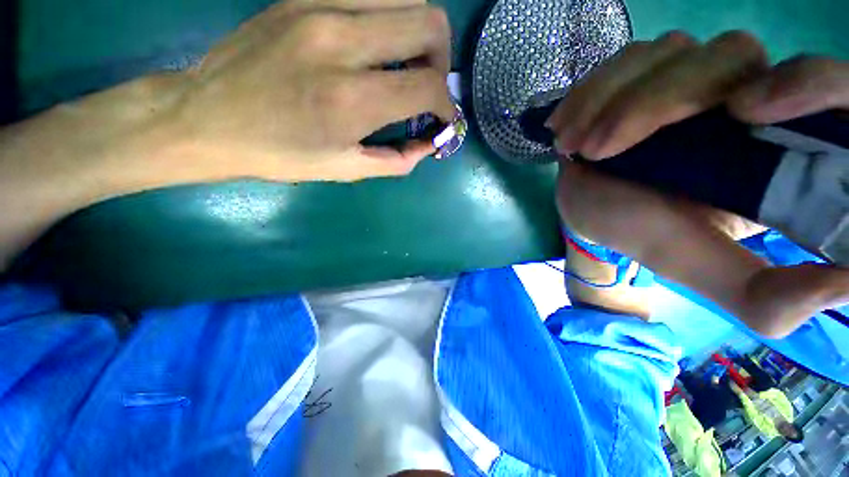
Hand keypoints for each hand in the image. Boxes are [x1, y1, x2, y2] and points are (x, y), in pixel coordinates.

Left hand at [177, 0, 454, 181]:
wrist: (207, 118)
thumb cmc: (280, 154)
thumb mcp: (346, 169)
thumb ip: (398, 160)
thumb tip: (429, 144)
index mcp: (351, 99)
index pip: (428, 86)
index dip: (447, 105)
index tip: (444, 119)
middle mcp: (341, 41)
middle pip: (429, 23)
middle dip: (443, 61)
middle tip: (429, 87)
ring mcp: (320, 6)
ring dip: (420, 34)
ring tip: (407, 65)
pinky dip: (391, 18)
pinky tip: (378, 45)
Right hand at [551, 31, 848, 337]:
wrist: (591, 213)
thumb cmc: (644, 236)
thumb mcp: (705, 270)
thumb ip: (768, 298)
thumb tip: (846, 287)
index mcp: (778, 149)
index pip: (830, 90)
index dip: (809, 83)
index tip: (747, 113)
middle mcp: (745, 95)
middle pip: (731, 55)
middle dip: (657, 102)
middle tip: (601, 151)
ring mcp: (690, 76)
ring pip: (670, 51)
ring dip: (611, 100)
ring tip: (575, 148)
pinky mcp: (646, 73)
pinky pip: (626, 58)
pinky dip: (590, 91)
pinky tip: (567, 127)